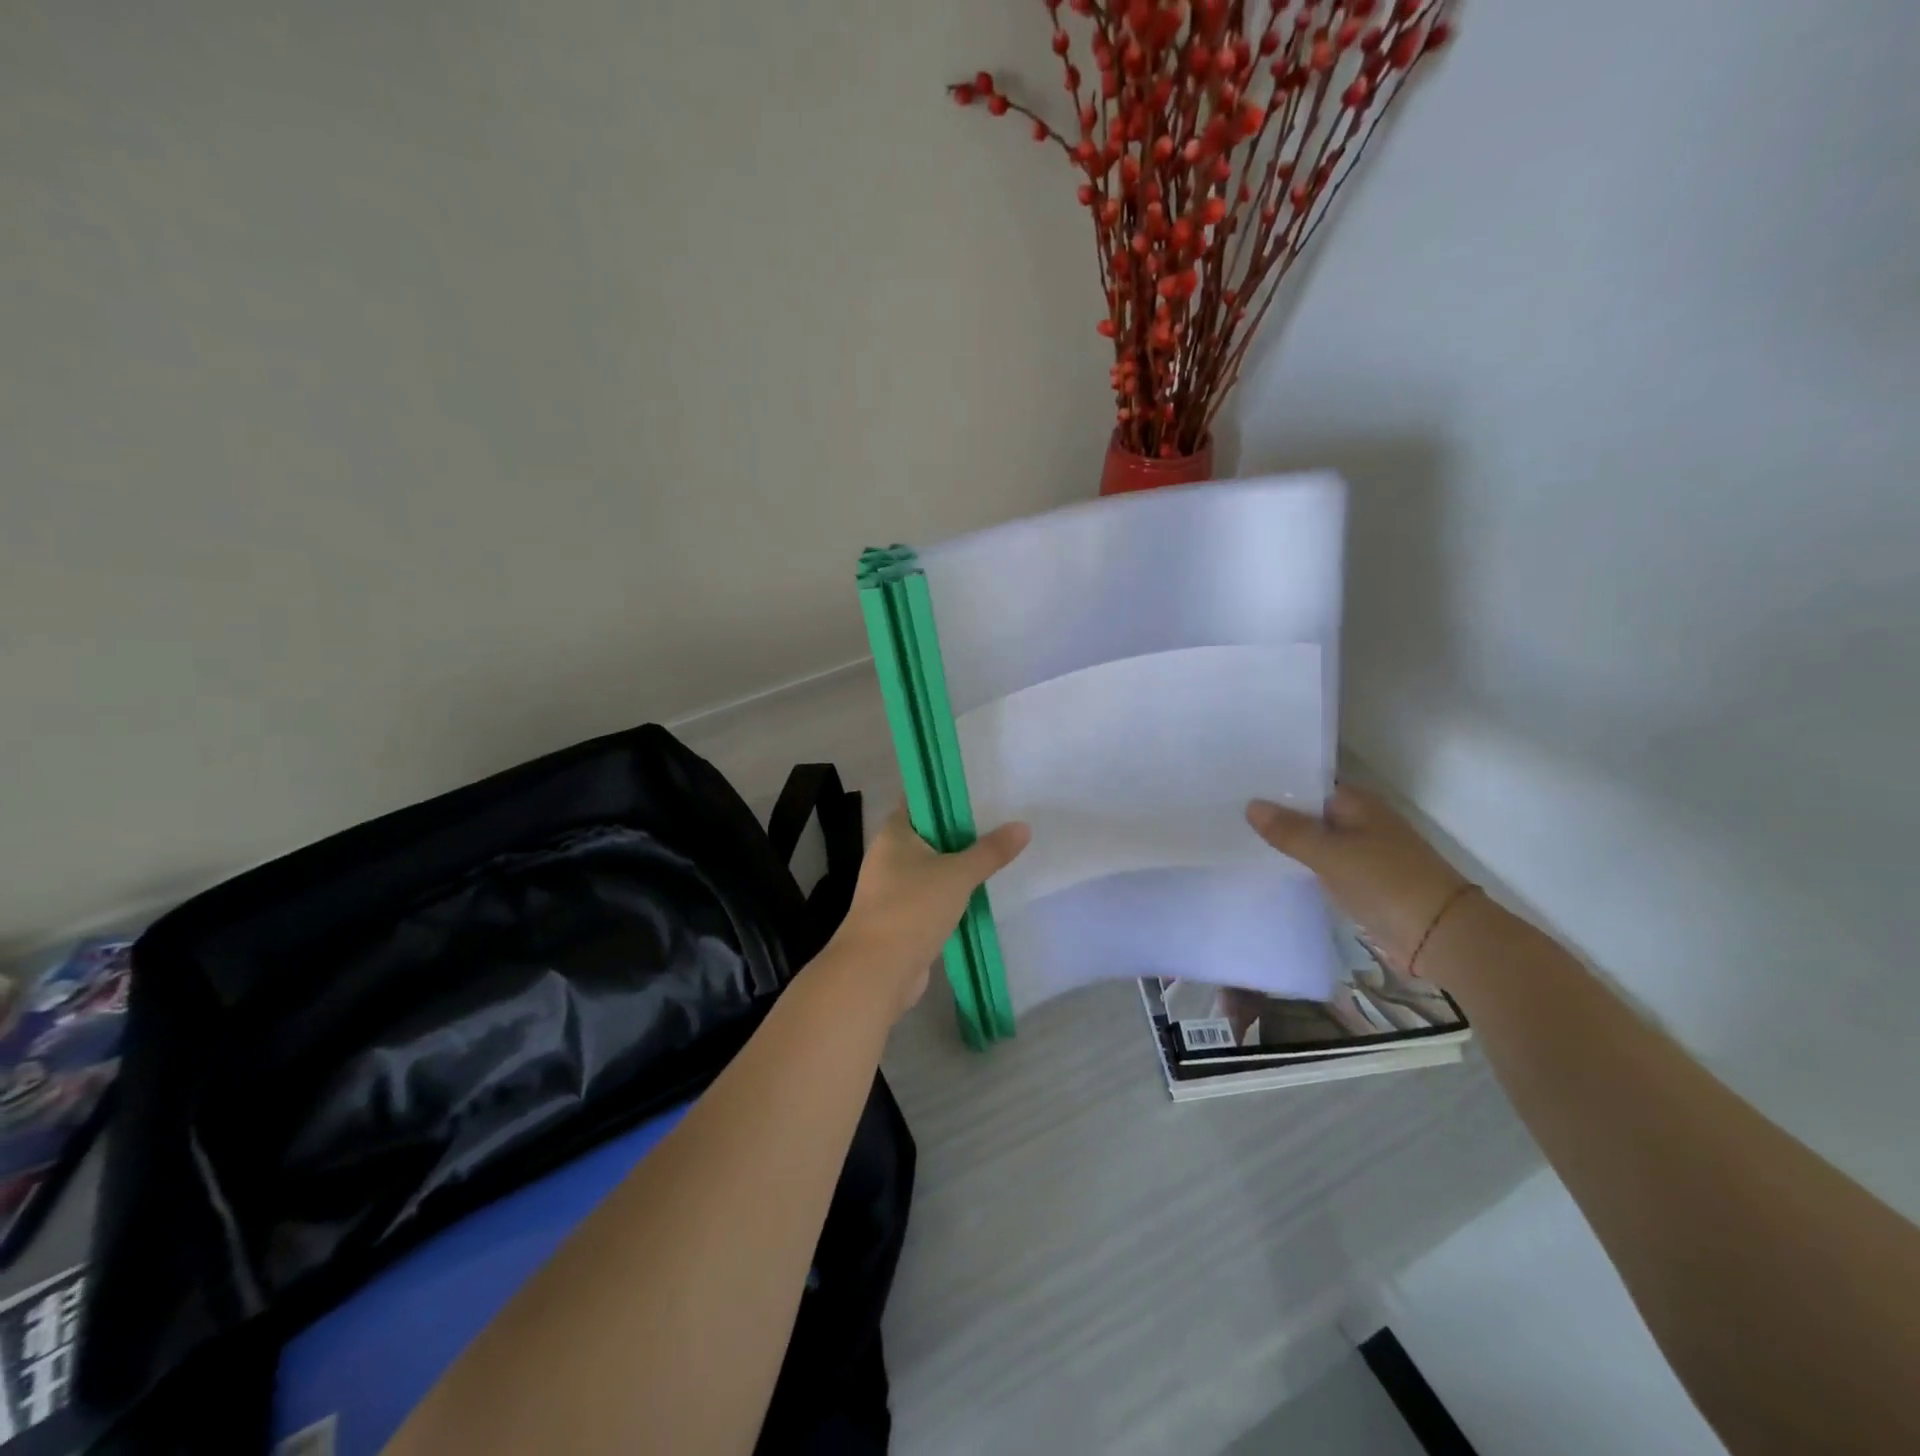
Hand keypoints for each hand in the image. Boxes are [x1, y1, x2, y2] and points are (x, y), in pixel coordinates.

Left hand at [829, 807, 1030, 1017]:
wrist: (877, 971)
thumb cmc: (911, 908)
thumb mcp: (957, 874)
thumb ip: (990, 851)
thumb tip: (1023, 827)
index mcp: (894, 833)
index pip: (920, 798)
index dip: (947, 791)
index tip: (981, 785)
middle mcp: (889, 855)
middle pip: (930, 832)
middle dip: (962, 829)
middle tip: (1002, 817)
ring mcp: (893, 888)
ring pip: (933, 866)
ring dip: (959, 863)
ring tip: (999, 851)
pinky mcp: (903, 916)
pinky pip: (933, 894)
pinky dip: (953, 892)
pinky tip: (981, 890)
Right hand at [1247, 785, 1470, 977]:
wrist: (1441, 935)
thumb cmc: (1386, 882)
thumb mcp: (1331, 854)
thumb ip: (1290, 831)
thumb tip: (1251, 804)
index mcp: (1358, 803)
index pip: (1307, 784)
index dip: (1275, 785)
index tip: (1237, 786)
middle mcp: (1361, 821)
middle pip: (1310, 813)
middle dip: (1276, 815)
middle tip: (1228, 812)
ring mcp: (1364, 852)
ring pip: (1316, 841)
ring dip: (1288, 843)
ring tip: (1240, 838)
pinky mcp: (1363, 881)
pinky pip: (1324, 866)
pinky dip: (1303, 866)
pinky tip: (1273, 869)